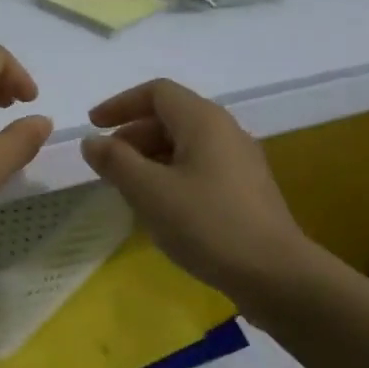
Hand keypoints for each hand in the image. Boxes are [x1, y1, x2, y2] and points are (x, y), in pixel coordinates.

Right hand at [79, 78, 307, 289]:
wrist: (276, 276)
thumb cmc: (207, 224)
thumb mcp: (149, 191)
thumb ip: (115, 161)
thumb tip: (92, 141)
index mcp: (203, 120)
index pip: (156, 92)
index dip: (120, 104)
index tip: (93, 126)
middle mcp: (225, 131)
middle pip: (171, 116)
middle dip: (133, 134)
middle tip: (106, 163)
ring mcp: (240, 161)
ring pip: (185, 144)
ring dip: (150, 156)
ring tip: (127, 187)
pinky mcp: (246, 190)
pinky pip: (200, 166)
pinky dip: (171, 174)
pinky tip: (161, 207)